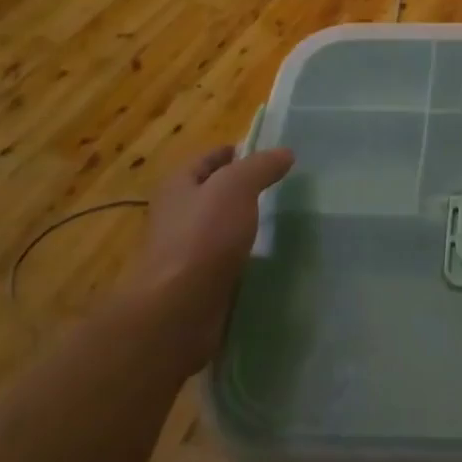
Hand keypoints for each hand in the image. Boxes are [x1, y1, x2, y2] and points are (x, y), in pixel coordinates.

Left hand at [134, 145, 293, 353]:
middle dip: (242, 189)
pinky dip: (245, 256)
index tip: (266, 154)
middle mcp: (177, 216)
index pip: (207, 159)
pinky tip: (268, 256)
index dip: (234, 152)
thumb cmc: (203, 236)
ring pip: (220, 228)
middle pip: (213, 194)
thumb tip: (284, 153)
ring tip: (280, 220)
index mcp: (178, 186)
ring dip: (245, 224)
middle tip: (281, 186)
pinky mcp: (198, 283)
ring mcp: (186, 252)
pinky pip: (226, 260)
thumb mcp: (236, 186)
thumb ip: (261, 166)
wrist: (179, 309)